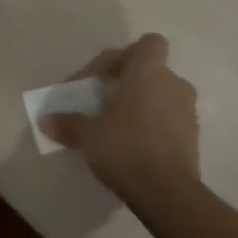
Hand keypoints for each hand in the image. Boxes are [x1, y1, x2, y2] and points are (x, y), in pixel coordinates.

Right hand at [38, 33, 198, 199]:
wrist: (168, 194)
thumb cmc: (125, 146)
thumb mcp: (88, 133)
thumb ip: (68, 122)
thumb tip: (44, 120)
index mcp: (149, 70)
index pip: (148, 43)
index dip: (127, 55)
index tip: (104, 77)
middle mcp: (174, 84)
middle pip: (152, 72)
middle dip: (130, 84)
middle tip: (105, 104)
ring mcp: (188, 113)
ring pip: (162, 98)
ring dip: (143, 107)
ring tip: (118, 128)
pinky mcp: (194, 141)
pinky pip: (170, 122)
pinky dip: (154, 128)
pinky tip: (134, 148)